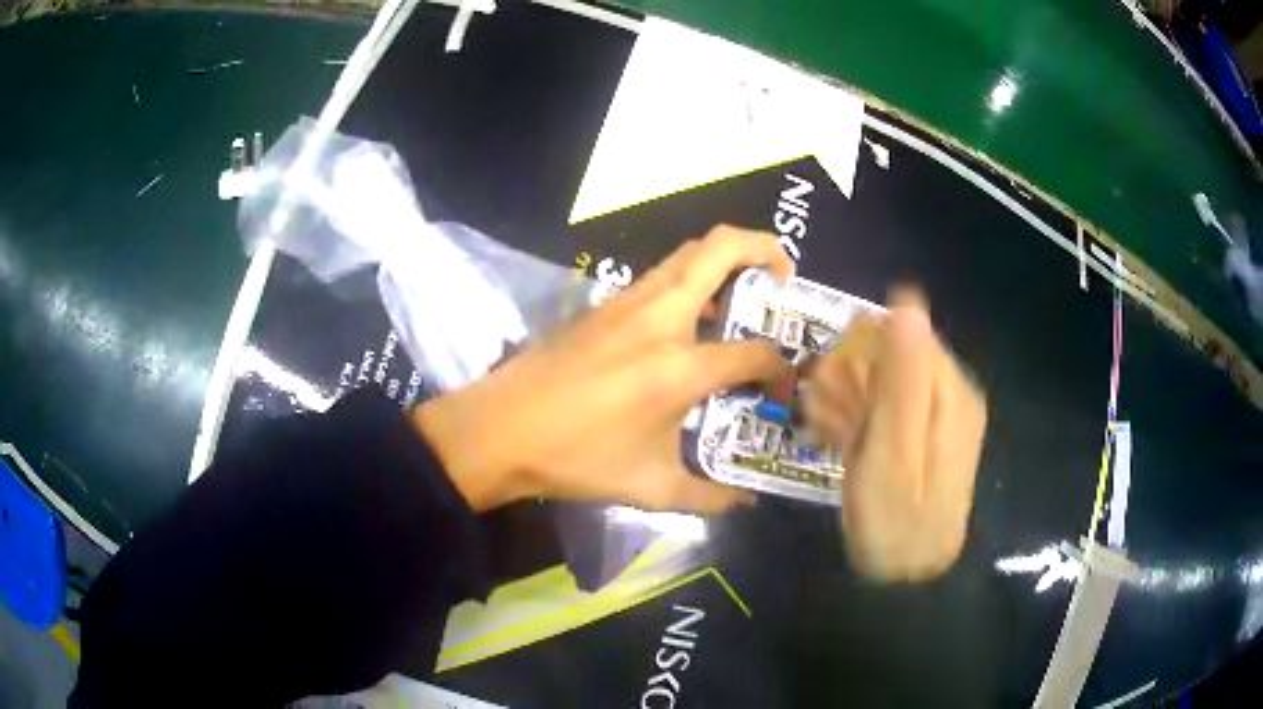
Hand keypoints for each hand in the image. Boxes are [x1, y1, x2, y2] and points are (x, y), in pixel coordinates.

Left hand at [414, 226, 794, 513]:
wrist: (499, 429)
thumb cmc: (575, 458)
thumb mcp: (649, 486)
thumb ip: (707, 494)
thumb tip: (744, 500)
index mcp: (679, 366)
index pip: (753, 351)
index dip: (779, 367)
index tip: (782, 385)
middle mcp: (660, 318)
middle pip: (721, 248)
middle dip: (765, 248)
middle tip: (784, 278)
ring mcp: (628, 302)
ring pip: (688, 253)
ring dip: (724, 260)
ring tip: (743, 296)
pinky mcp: (604, 304)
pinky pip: (661, 274)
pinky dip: (691, 278)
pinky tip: (691, 319)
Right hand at [806, 288, 986, 581]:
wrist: (906, 581)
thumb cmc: (895, 518)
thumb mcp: (893, 448)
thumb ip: (903, 376)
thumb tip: (907, 300)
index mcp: (950, 392)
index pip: (905, 334)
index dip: (864, 349)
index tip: (830, 379)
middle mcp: (951, 397)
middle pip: (896, 356)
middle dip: (853, 375)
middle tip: (822, 412)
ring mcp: (938, 419)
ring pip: (887, 383)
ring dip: (849, 398)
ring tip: (823, 428)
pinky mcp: (923, 439)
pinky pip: (889, 410)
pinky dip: (859, 419)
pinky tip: (837, 438)